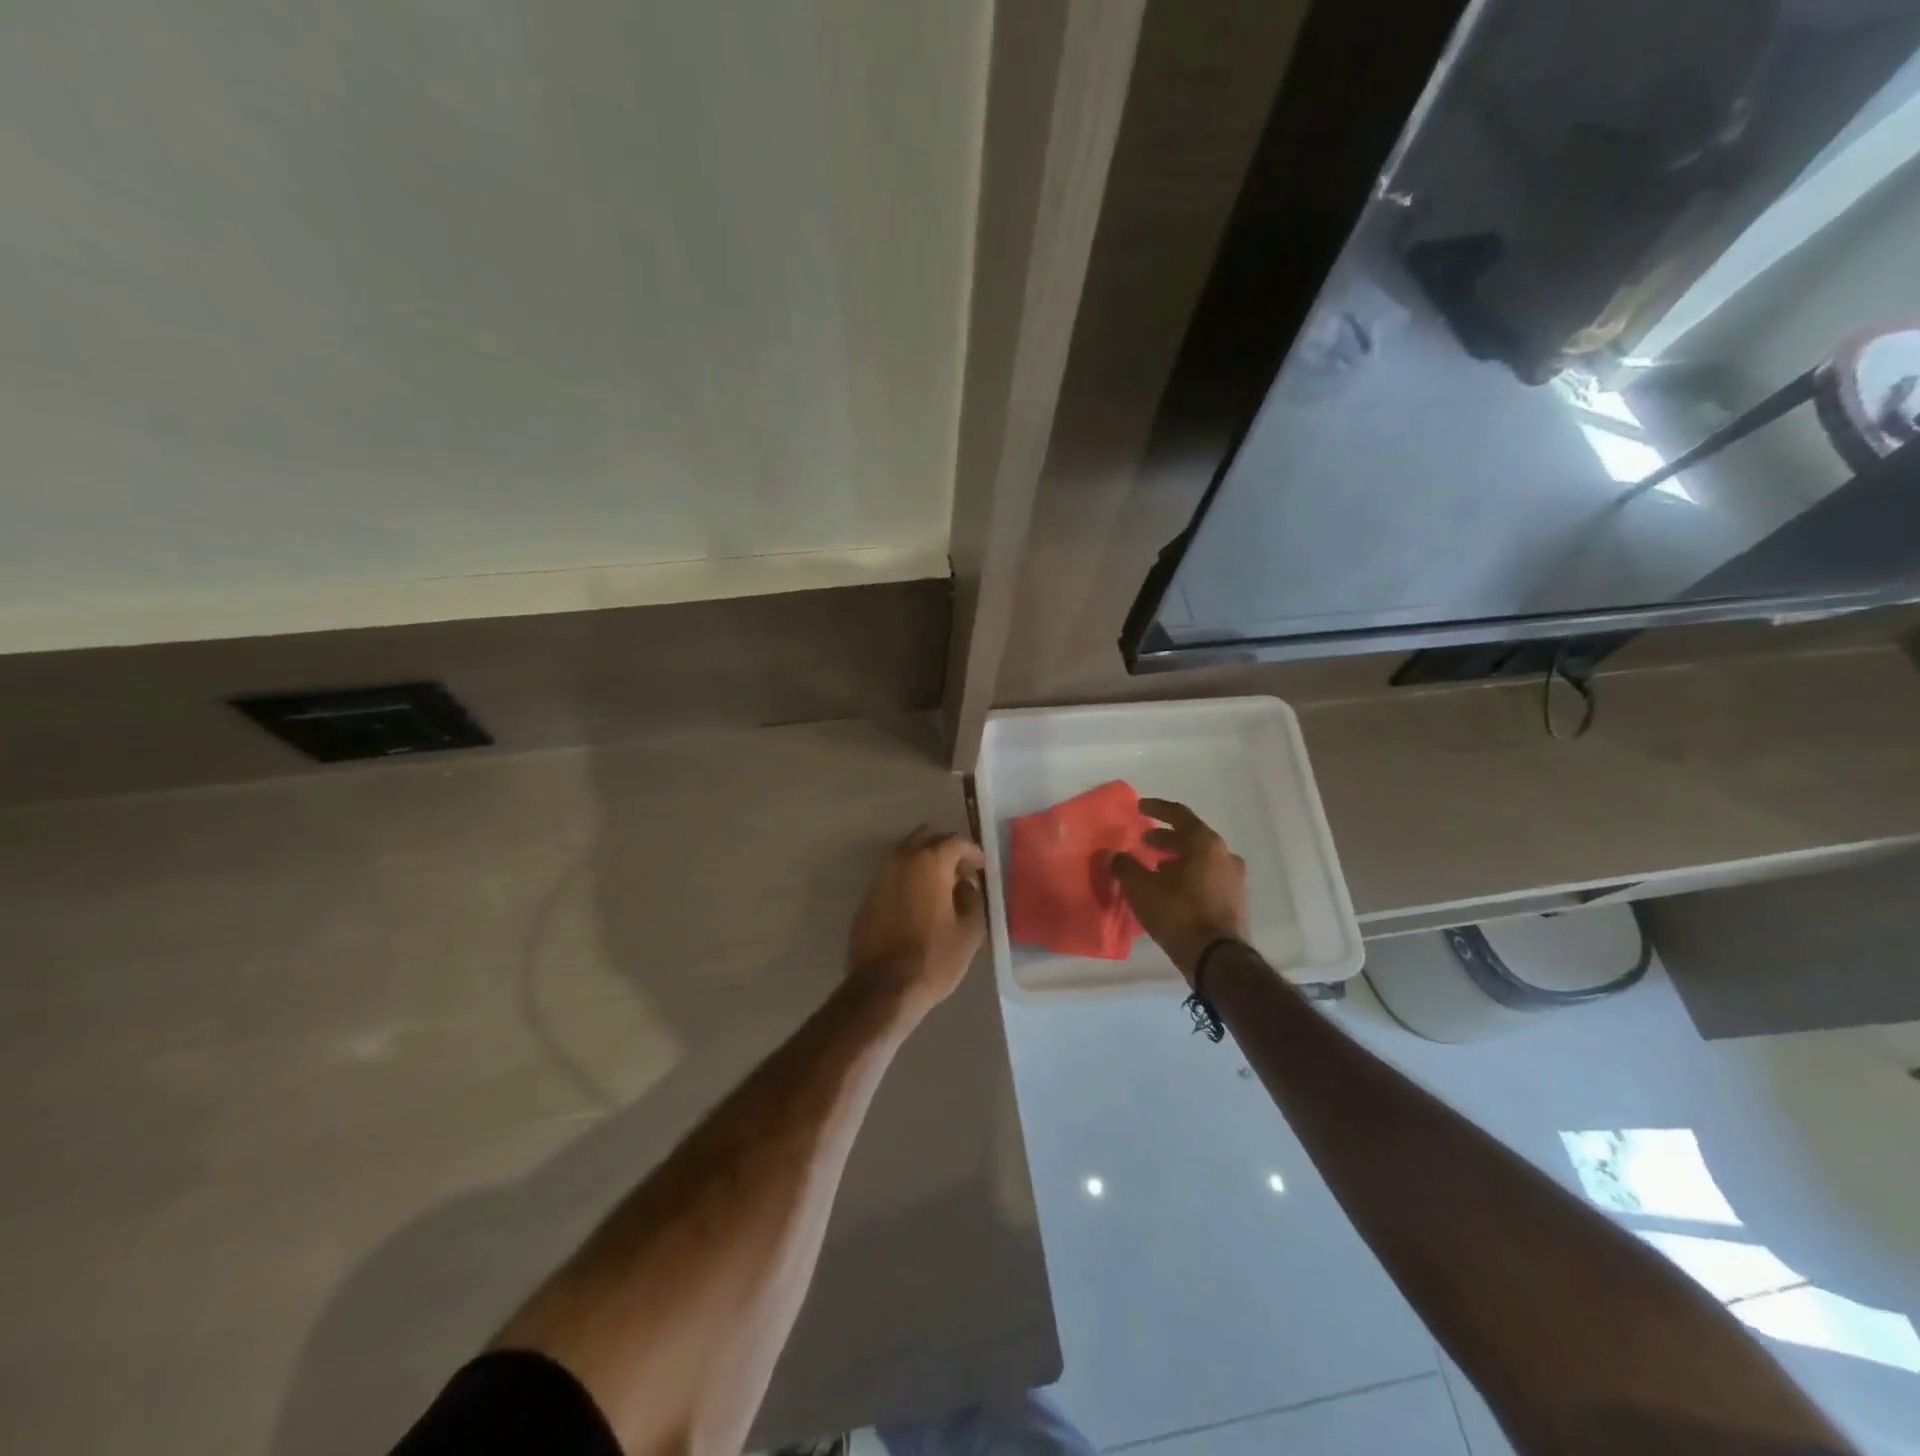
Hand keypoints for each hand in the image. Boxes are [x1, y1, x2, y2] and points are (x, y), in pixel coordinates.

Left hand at [848, 827, 986, 1019]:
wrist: (883, 987)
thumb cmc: (934, 958)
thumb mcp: (970, 931)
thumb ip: (973, 899)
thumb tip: (965, 886)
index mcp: (930, 862)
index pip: (955, 842)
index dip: (972, 852)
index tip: (981, 867)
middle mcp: (902, 860)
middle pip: (927, 840)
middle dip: (947, 851)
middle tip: (962, 871)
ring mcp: (880, 877)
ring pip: (906, 855)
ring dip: (925, 863)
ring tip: (942, 885)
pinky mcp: (868, 897)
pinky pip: (893, 876)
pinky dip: (909, 879)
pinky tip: (919, 900)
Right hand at [1113, 798, 1248, 983]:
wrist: (1217, 958)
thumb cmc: (1178, 912)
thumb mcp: (1142, 887)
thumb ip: (1125, 866)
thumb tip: (1111, 854)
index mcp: (1205, 843)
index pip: (1179, 815)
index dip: (1157, 809)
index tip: (1139, 807)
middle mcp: (1224, 855)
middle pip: (1192, 837)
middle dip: (1166, 838)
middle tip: (1145, 842)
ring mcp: (1234, 880)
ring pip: (1201, 860)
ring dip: (1178, 859)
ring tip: (1155, 867)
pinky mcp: (1235, 902)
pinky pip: (1208, 878)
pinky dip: (1189, 876)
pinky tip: (1172, 890)